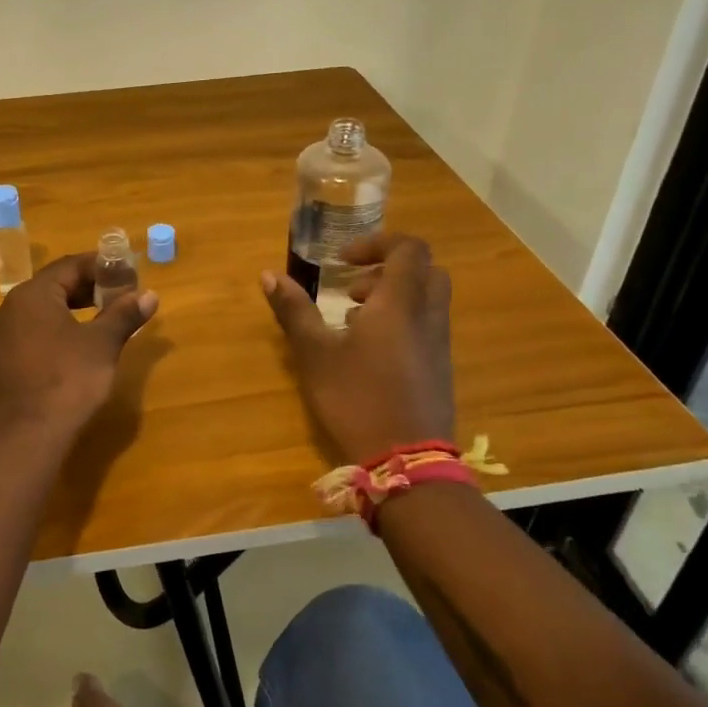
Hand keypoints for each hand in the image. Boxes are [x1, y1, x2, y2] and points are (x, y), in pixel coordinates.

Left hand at [0, 254, 158, 453]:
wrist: (22, 440)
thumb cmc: (66, 382)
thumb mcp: (102, 345)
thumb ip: (124, 315)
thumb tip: (149, 295)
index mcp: (31, 295)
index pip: (69, 266)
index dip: (102, 266)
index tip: (128, 273)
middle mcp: (8, 310)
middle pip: (53, 287)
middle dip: (89, 288)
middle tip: (121, 296)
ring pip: (41, 312)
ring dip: (73, 310)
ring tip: (104, 320)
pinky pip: (31, 334)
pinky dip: (56, 331)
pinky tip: (76, 349)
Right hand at [260, 232, 455, 465]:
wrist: (406, 463)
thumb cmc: (356, 398)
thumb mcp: (315, 353)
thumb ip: (294, 311)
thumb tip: (268, 275)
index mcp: (400, 303)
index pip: (408, 249)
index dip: (376, 243)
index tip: (343, 260)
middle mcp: (428, 317)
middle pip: (424, 271)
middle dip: (387, 269)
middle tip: (352, 289)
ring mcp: (438, 346)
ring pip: (426, 302)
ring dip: (392, 299)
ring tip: (352, 323)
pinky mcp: (440, 371)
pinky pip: (425, 329)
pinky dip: (400, 325)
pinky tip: (367, 355)